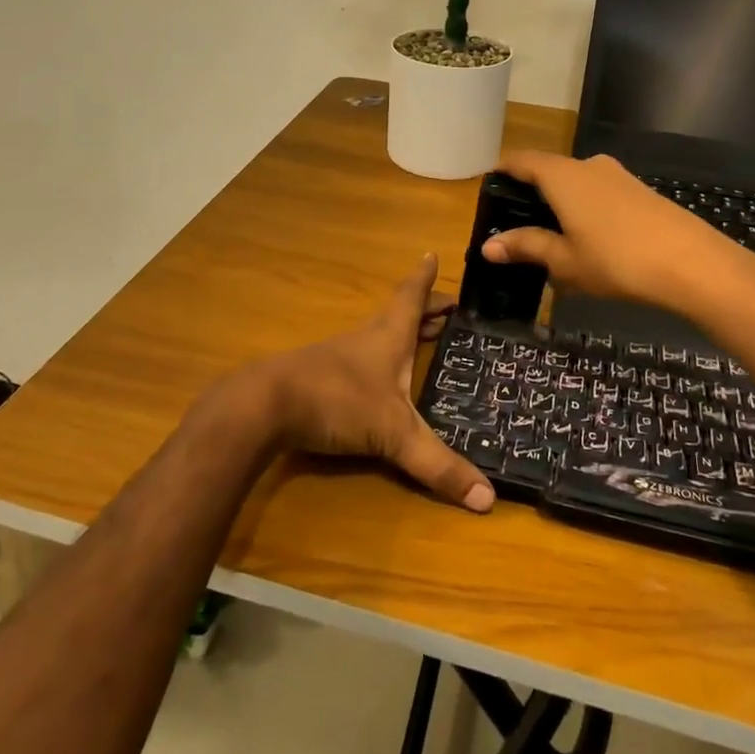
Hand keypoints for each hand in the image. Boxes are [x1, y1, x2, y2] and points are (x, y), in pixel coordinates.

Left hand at [255, 255, 494, 513]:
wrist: (266, 405)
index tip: (432, 255)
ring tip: (424, 338)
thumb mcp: (393, 433)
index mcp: (389, 335)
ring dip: (403, 333)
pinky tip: (382, 379)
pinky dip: (381, 359)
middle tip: (449, 308)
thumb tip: (488, 498)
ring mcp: (341, 356)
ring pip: (380, 335)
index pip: (411, 297)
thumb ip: (437, 464)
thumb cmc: (337, 399)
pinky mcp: (322, 377)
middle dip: (425, 310)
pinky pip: (362, 359)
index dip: (424, 279)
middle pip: (399, 314)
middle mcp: (367, 338)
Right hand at [482, 152, 739, 309]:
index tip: (489, 188)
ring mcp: (618, 176)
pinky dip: (584, 208)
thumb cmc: (616, 260)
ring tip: (551, 236)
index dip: (502, 171)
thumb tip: (488, 246)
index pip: (521, 160)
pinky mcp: (640, 191)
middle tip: (516, 223)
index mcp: (562, 176)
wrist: (693, 263)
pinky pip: (599, 193)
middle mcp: (588, 166)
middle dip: (530, 192)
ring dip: (560, 202)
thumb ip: (526, 247)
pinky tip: (588, 239)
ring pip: (576, 182)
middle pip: (549, 170)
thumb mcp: (564, 260)